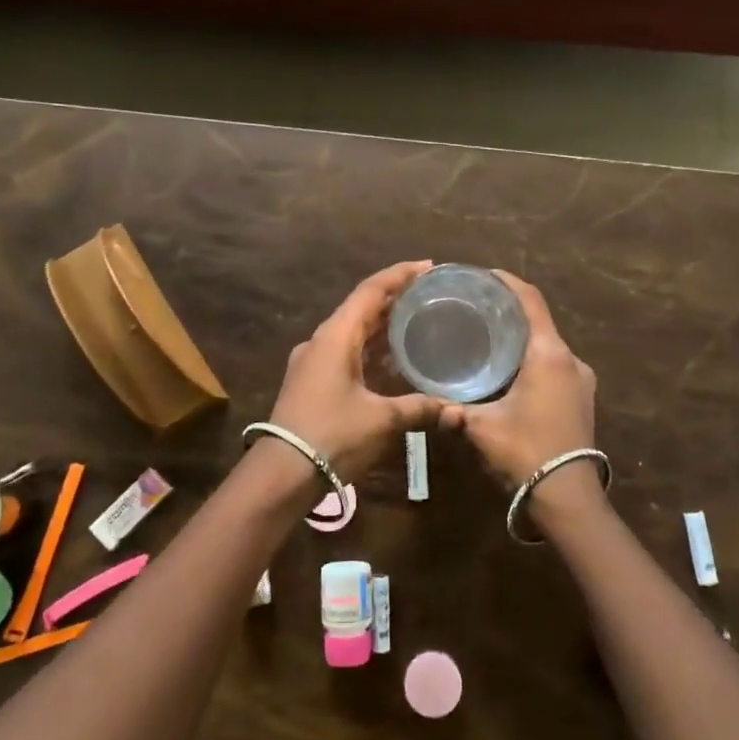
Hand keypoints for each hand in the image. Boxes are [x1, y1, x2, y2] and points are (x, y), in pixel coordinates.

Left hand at [268, 261, 449, 483]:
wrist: (283, 473)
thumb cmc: (333, 436)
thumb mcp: (382, 420)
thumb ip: (419, 408)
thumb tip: (455, 410)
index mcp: (335, 336)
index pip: (370, 291)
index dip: (399, 275)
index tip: (428, 266)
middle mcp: (320, 341)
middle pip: (360, 307)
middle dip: (393, 297)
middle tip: (428, 292)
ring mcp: (312, 361)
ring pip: (351, 330)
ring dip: (380, 323)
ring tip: (414, 318)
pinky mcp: (310, 381)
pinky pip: (344, 350)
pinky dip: (369, 346)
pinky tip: (390, 357)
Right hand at [445, 273, 597, 494]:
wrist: (567, 493)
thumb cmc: (525, 449)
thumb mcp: (482, 426)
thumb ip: (454, 409)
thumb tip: (431, 403)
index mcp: (548, 354)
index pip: (531, 301)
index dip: (509, 282)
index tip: (486, 275)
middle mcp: (570, 359)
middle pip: (539, 321)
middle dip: (511, 312)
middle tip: (478, 308)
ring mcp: (581, 379)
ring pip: (548, 345)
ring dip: (523, 338)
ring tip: (490, 338)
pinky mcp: (582, 397)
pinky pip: (555, 364)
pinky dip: (533, 358)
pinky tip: (510, 370)